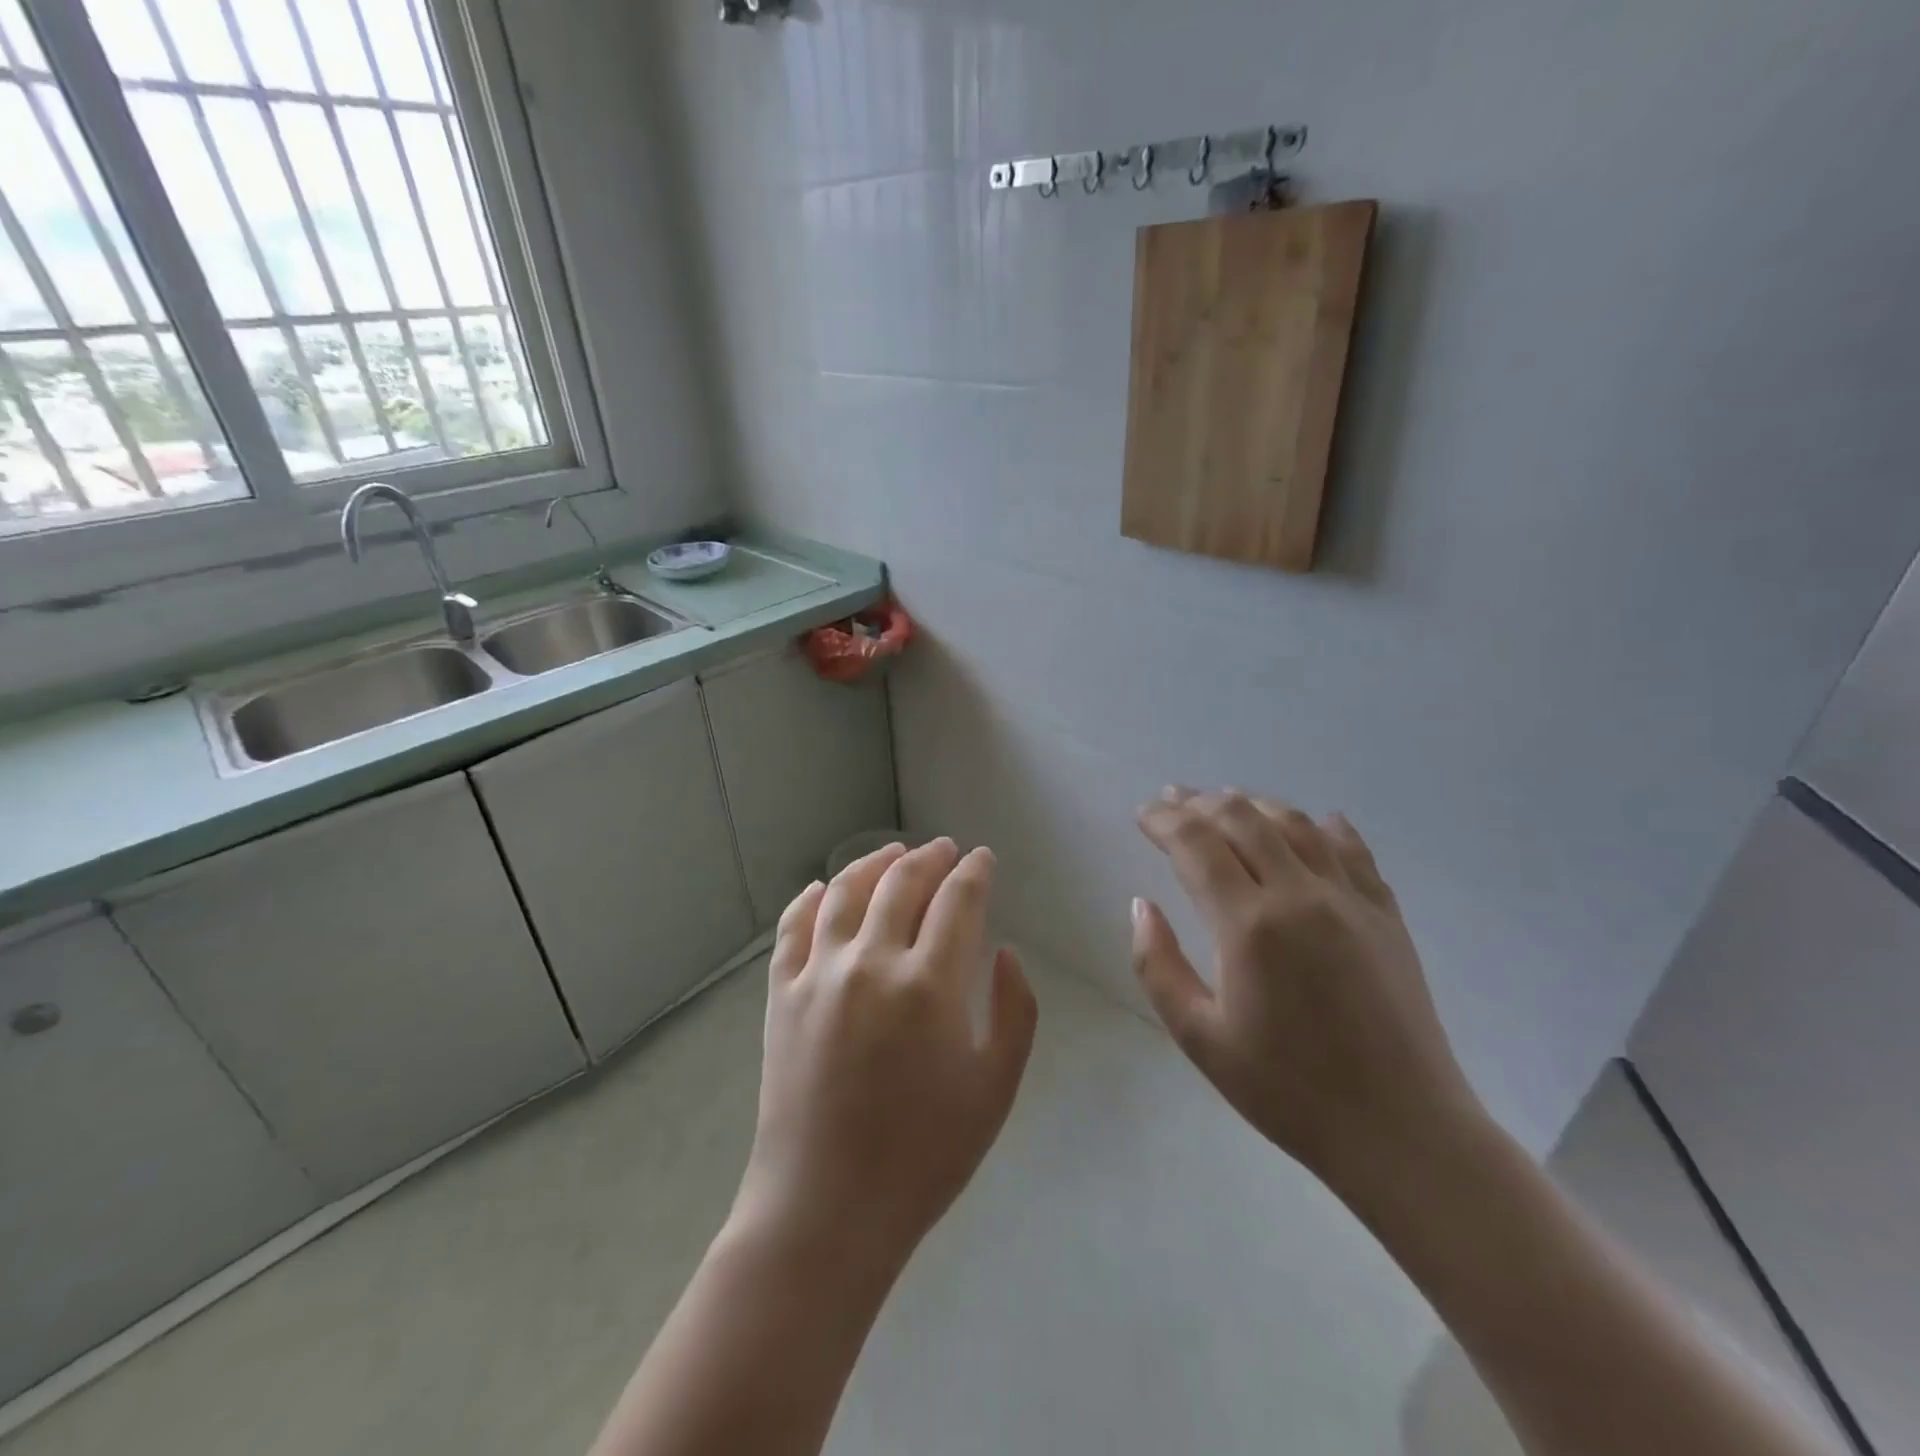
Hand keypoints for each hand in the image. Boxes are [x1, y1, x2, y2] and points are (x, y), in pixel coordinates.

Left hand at [730, 839, 1037, 1268]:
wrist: (827, 1209)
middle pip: (902, 884)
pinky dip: (810, 899)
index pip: (957, 901)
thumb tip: (1005, 951)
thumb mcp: (996, 1088)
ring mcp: (819, 975)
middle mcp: (872, 963)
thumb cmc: (924, 1156)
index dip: (974, 872)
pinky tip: (823, 888)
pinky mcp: (780, 995)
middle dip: (930, 858)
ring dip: (874, 863)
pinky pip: (794, 928)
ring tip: (893, 852)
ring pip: (847, 893)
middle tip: (944, 850)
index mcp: (930, 985)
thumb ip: (1015, 1011)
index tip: (982, 859)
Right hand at [1131, 788, 1482, 1190]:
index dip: (1163, 821)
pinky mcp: (1387, 915)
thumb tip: (1141, 905)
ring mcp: (1351, 901)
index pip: (1196, 844)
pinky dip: (1324, 828)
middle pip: (1242, 819)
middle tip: (1173, 800)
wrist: (1401, 1132)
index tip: (1142, 814)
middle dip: (1200, 803)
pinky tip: (1314, 823)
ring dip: (1253, 804)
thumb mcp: (1199, 1038)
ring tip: (1226, 801)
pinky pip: (1353, 851)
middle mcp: (1300, 895)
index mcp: (1249, 925)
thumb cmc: (1287, 1090)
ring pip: (1296, 824)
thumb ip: (1157, 965)